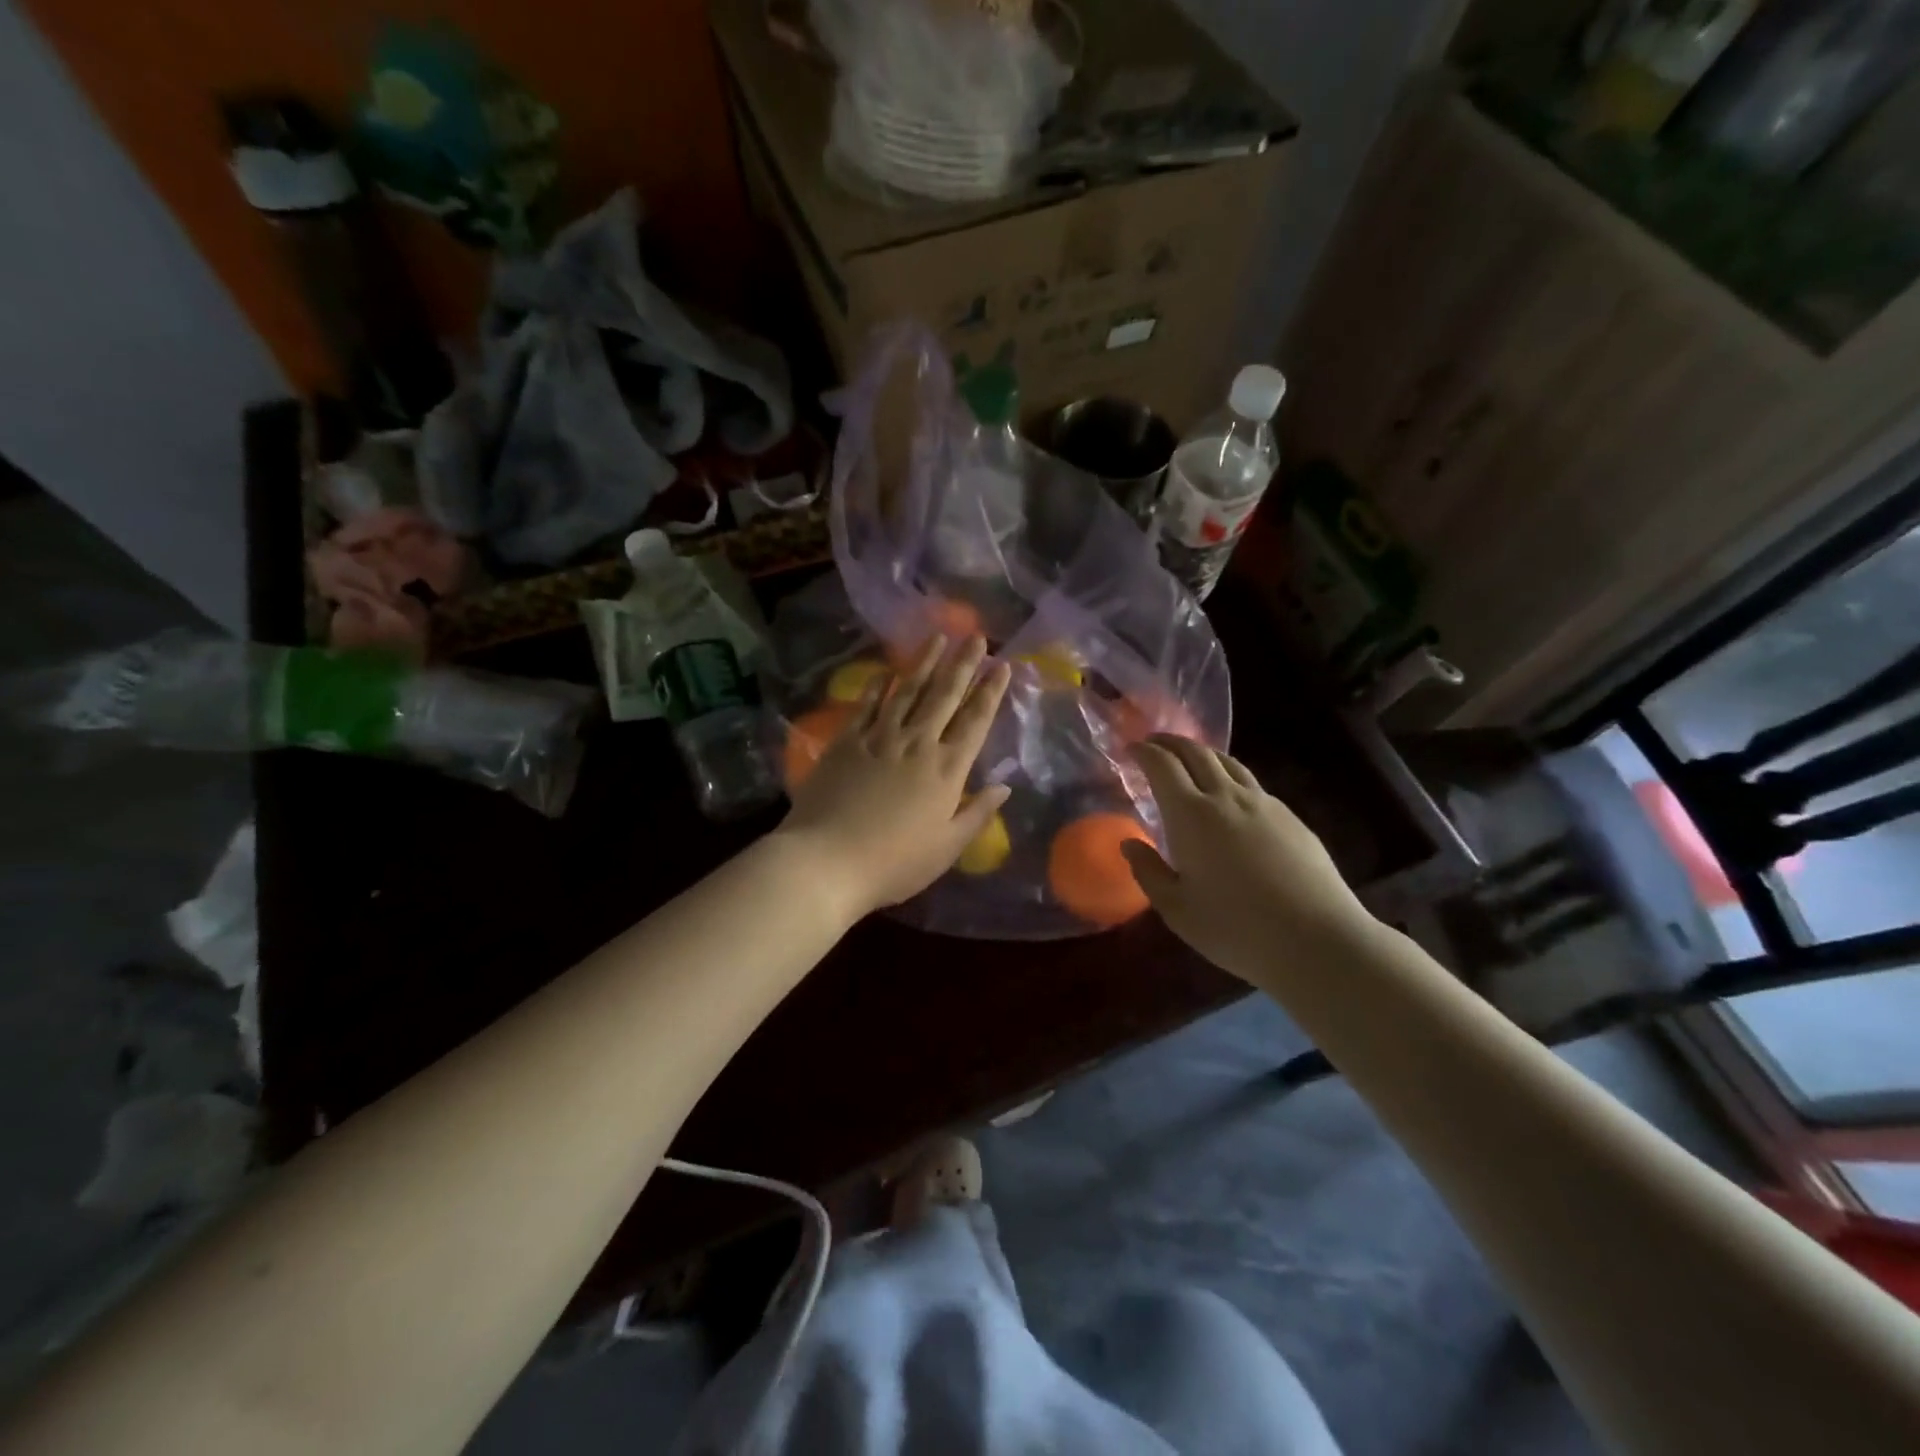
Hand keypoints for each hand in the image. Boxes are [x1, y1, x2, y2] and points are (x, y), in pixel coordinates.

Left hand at [777, 636, 1011, 920]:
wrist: (827, 861)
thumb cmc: (895, 863)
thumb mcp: (947, 848)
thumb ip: (977, 813)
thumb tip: (1004, 786)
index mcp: (946, 770)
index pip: (975, 721)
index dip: (990, 691)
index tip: (1002, 665)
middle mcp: (917, 743)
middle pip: (944, 695)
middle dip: (963, 664)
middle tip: (976, 636)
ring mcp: (879, 738)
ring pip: (907, 690)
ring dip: (925, 662)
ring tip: (938, 637)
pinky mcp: (846, 742)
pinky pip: (867, 705)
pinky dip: (878, 685)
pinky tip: (887, 671)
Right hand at [1121, 735, 1373, 982]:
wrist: (1317, 940)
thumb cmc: (1235, 928)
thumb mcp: (1176, 909)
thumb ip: (1148, 872)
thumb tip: (1129, 844)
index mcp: (1190, 815)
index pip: (1162, 766)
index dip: (1144, 751)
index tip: (1131, 748)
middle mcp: (1226, 797)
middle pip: (1196, 752)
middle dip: (1171, 742)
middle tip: (1154, 745)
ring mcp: (1264, 804)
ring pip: (1228, 763)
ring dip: (1202, 753)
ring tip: (1190, 761)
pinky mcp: (1291, 817)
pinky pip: (1252, 784)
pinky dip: (1229, 777)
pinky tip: (1230, 798)